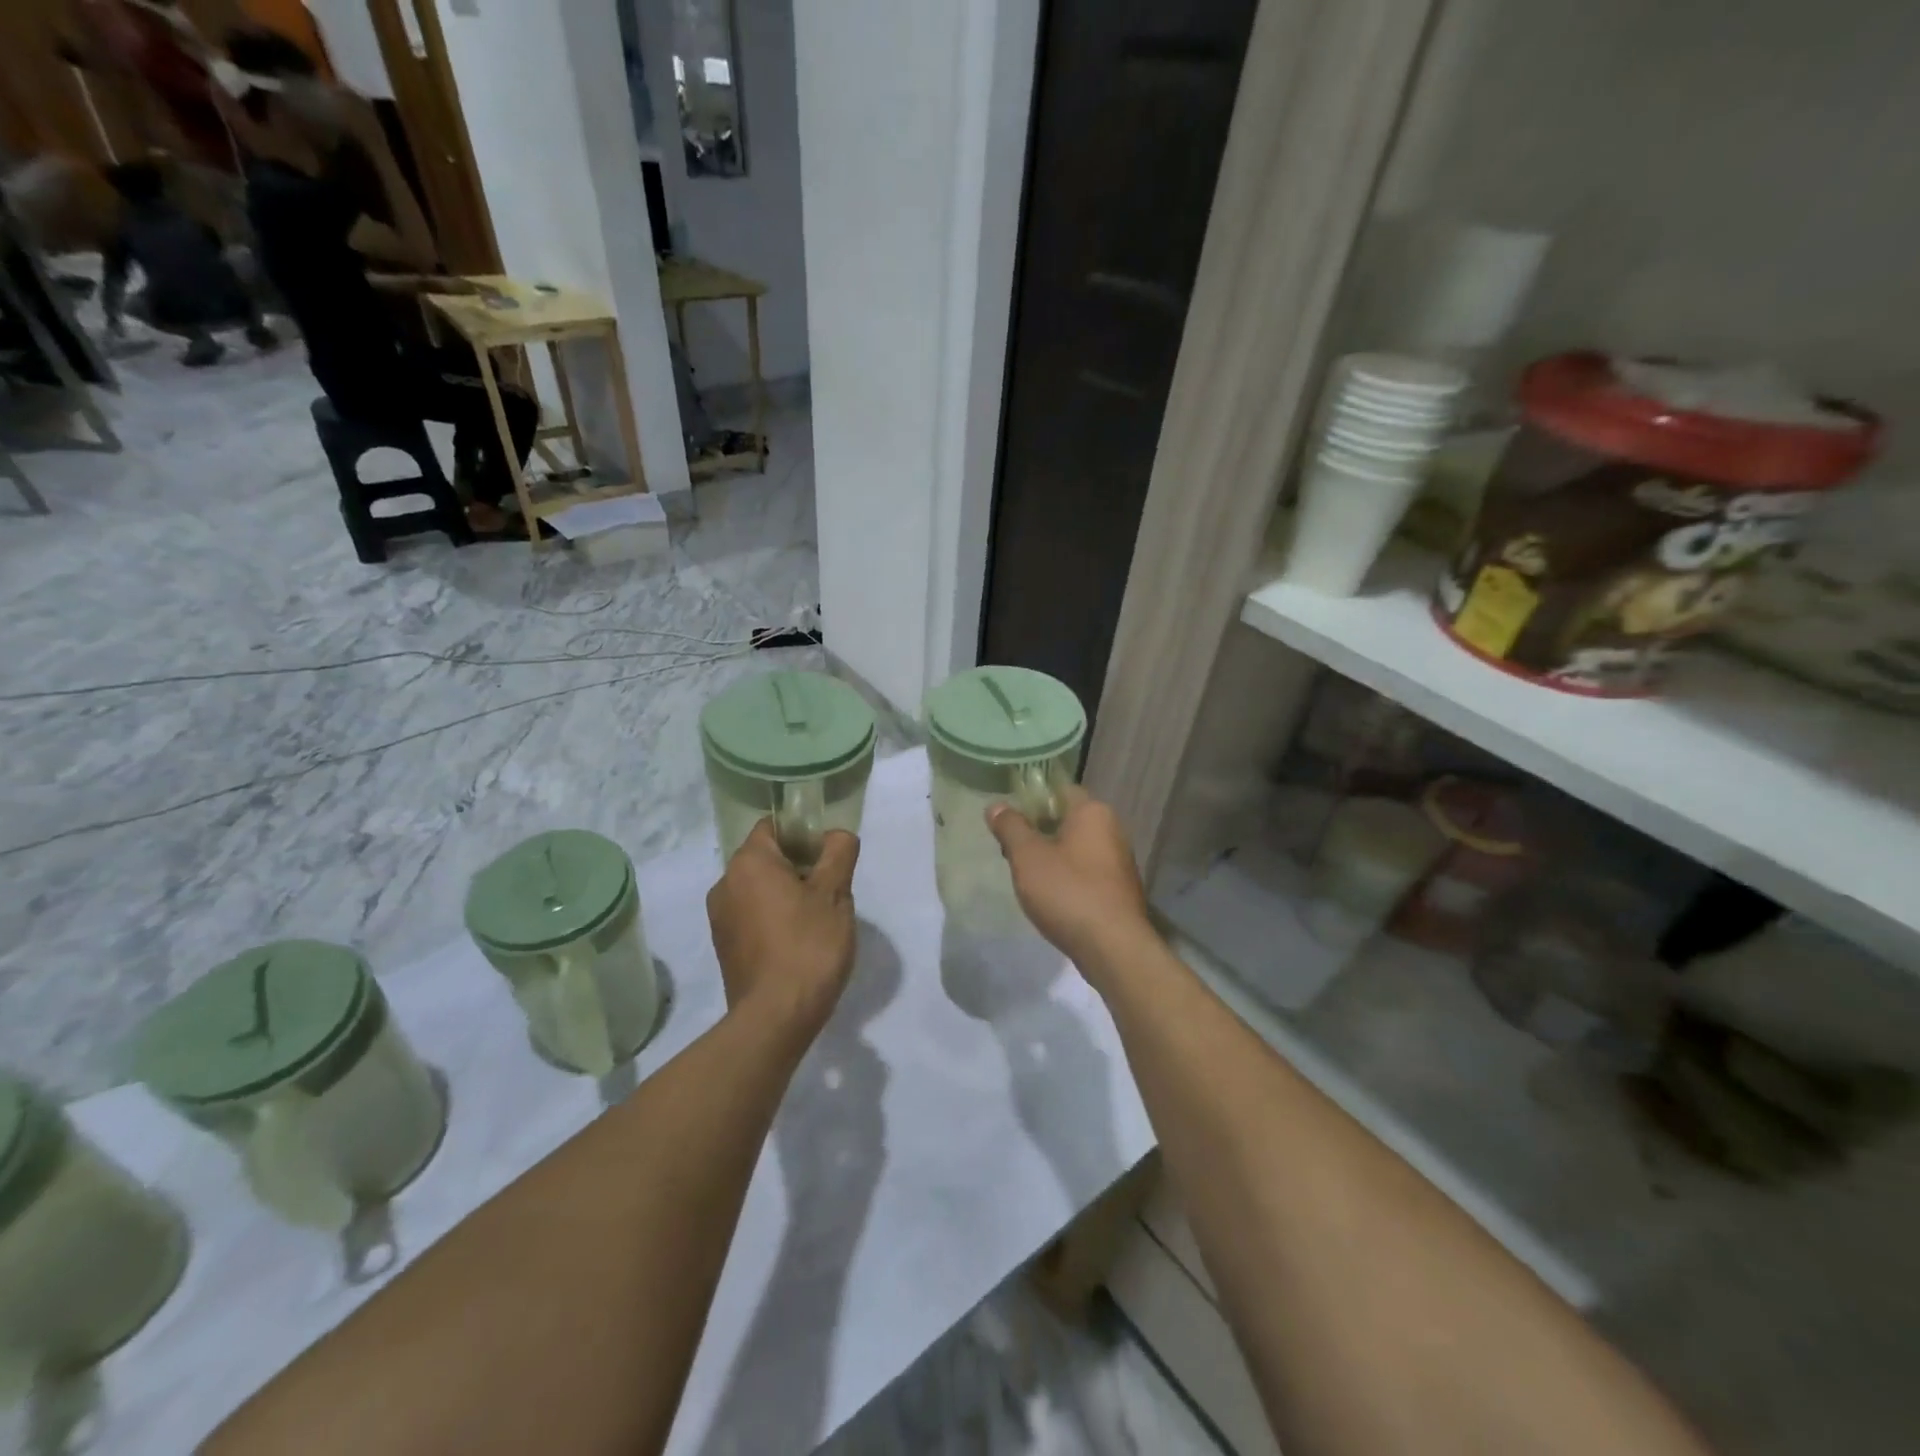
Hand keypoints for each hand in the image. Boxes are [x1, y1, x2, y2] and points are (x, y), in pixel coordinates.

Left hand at [707, 821, 859, 1035]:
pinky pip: (752, 917)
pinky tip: (798, 944)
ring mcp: (720, 918)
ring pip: (759, 890)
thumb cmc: (808, 946)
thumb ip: (839, 853)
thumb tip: (836, 836)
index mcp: (748, 863)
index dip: (804, 833)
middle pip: (767, 858)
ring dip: (787, 896)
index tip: (829, 856)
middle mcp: (724, 884)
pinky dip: (774, 920)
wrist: (775, 1018)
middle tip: (831, 891)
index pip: (774, 827)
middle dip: (799, 867)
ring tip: (817, 922)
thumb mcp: (835, 894)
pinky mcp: (724, 947)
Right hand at [987, 788, 1151, 976]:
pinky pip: (1086, 871)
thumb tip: (996, 805)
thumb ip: (1010, 827)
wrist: (1113, 947)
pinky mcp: (1118, 889)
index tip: (1008, 819)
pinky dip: (1067, 877)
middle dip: (1038, 831)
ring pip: (1076, 847)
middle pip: (1067, 819)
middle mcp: (1112, 829)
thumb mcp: (1027, 857)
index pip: (1059, 790)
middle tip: (1010, 851)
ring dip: (1051, 856)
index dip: (1031, 800)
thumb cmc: (1067, 891)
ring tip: (1025, 876)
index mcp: (1093, 812)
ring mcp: (1119, 861)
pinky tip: (1050, 897)